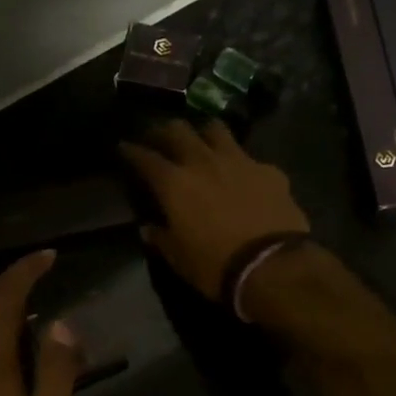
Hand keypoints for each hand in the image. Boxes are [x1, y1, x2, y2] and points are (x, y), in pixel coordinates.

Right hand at [118, 119, 309, 300]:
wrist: (271, 265)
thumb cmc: (215, 266)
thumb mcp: (179, 259)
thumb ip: (161, 238)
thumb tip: (148, 228)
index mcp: (175, 184)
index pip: (145, 157)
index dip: (132, 151)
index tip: (125, 147)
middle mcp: (203, 162)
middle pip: (178, 130)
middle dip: (165, 131)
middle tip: (160, 138)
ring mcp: (239, 161)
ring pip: (215, 129)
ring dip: (204, 133)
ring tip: (202, 143)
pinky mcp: (268, 170)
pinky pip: (249, 157)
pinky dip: (240, 163)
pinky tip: (243, 176)